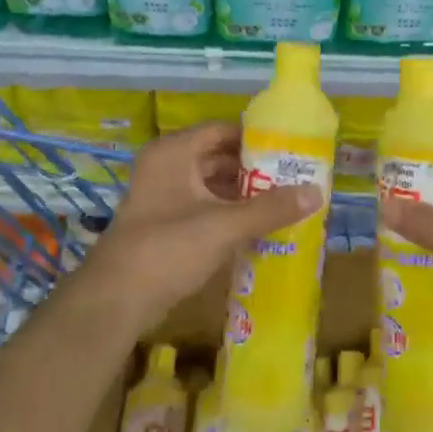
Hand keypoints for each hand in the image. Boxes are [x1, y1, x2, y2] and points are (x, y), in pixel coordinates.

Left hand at [72, 122, 320, 329]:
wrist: (115, 301)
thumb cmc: (169, 248)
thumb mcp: (225, 225)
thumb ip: (271, 208)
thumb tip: (317, 192)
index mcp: (175, 152)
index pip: (223, 130)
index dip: (257, 137)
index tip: (291, 148)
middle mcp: (166, 166)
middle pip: (218, 157)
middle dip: (254, 169)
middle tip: (294, 176)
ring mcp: (161, 196)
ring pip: (211, 185)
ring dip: (243, 193)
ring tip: (283, 200)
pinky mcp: (163, 224)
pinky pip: (203, 208)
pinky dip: (228, 213)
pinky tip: (257, 225)